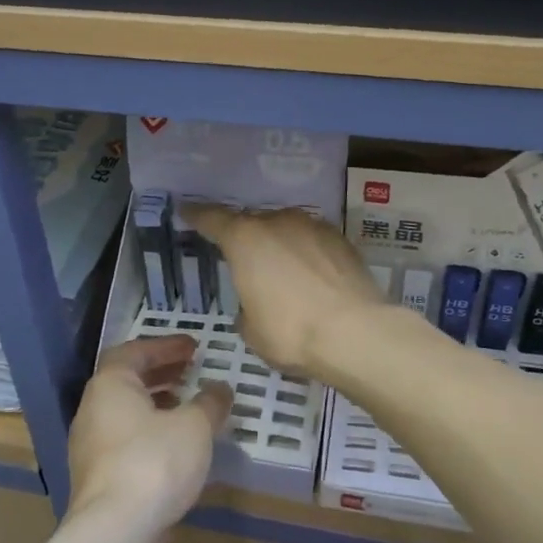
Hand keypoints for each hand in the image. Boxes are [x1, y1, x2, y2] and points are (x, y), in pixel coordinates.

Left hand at [65, 336, 229, 542]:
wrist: (114, 534)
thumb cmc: (154, 463)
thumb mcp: (194, 426)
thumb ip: (210, 403)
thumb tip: (220, 389)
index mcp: (110, 385)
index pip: (134, 351)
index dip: (165, 346)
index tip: (194, 347)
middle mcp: (93, 410)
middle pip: (127, 381)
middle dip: (161, 374)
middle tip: (191, 371)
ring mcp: (91, 448)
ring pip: (127, 414)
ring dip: (157, 406)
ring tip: (189, 408)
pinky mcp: (98, 480)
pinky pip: (127, 443)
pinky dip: (152, 435)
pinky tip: (178, 448)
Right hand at [182, 203, 385, 378]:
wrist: (356, 332)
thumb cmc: (291, 332)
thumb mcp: (252, 329)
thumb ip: (247, 307)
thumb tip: (257, 302)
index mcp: (244, 239)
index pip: (212, 219)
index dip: (197, 216)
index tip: (187, 211)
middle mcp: (277, 222)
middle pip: (254, 223)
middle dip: (248, 240)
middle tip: (247, 263)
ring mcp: (313, 226)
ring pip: (287, 230)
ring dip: (281, 246)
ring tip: (284, 274)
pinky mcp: (341, 239)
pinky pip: (313, 242)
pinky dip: (307, 254)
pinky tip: (312, 278)